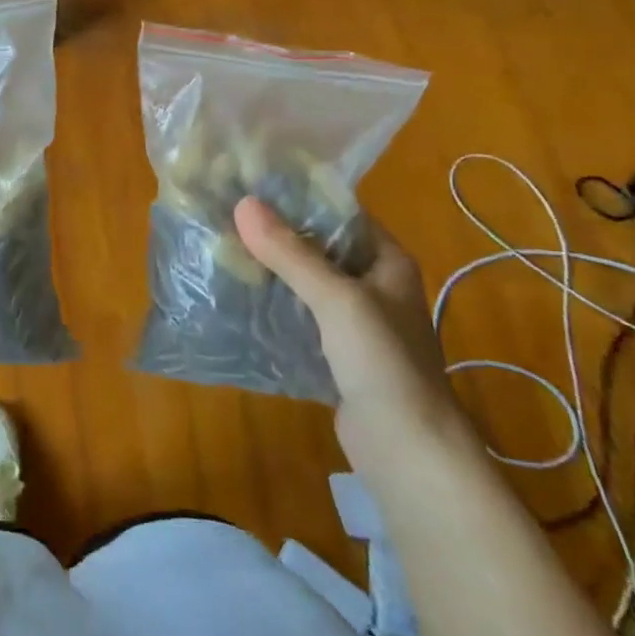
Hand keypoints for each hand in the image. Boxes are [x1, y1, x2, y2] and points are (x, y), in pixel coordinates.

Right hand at [234, 198, 471, 475]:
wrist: (409, 450)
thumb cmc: (383, 361)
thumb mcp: (336, 298)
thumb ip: (290, 253)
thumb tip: (243, 203)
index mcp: (387, 262)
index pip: (340, 214)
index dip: (300, 198)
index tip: (252, 185)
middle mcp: (375, 285)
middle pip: (320, 247)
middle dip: (278, 234)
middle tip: (228, 216)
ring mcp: (357, 322)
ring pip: (308, 283)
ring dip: (273, 270)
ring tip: (225, 249)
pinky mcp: (339, 353)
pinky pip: (301, 316)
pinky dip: (275, 305)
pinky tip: (240, 296)